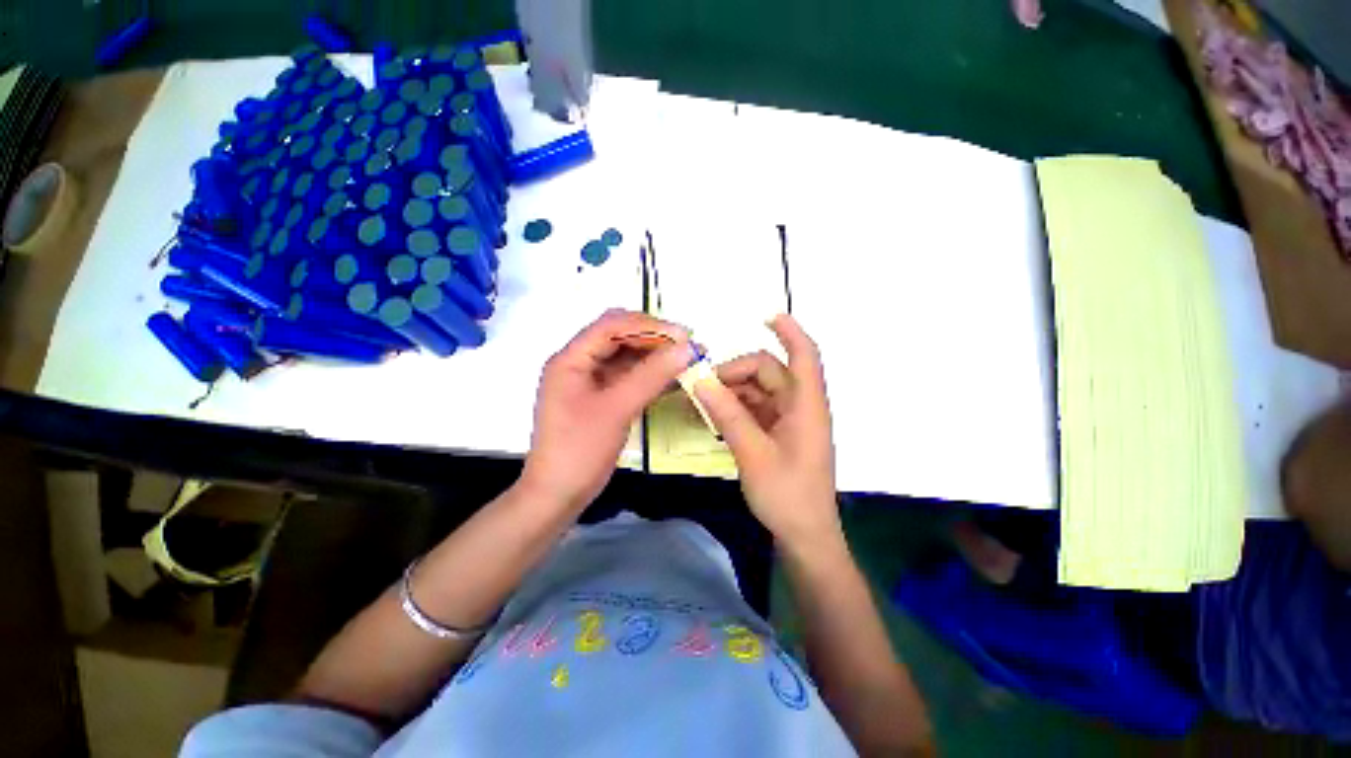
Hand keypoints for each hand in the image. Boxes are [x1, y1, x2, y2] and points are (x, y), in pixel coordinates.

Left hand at [521, 309, 693, 512]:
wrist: (558, 495)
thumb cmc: (580, 450)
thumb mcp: (617, 409)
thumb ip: (652, 375)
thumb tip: (687, 348)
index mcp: (571, 358)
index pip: (612, 326)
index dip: (649, 326)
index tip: (683, 336)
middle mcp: (579, 363)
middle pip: (619, 336)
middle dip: (653, 338)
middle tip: (687, 347)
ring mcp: (590, 381)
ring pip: (626, 357)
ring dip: (655, 356)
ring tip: (686, 361)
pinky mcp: (601, 398)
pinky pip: (628, 377)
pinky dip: (650, 376)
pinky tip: (673, 379)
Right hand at [692, 314, 843, 553]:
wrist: (804, 536)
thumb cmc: (787, 495)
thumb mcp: (753, 453)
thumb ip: (728, 414)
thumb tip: (701, 381)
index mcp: (805, 406)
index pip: (804, 355)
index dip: (789, 331)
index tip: (765, 316)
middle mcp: (799, 406)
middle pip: (767, 372)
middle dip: (734, 374)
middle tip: (701, 389)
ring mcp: (789, 421)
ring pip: (758, 391)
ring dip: (730, 393)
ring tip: (699, 406)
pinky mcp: (779, 434)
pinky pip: (755, 410)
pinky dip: (734, 409)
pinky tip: (713, 419)